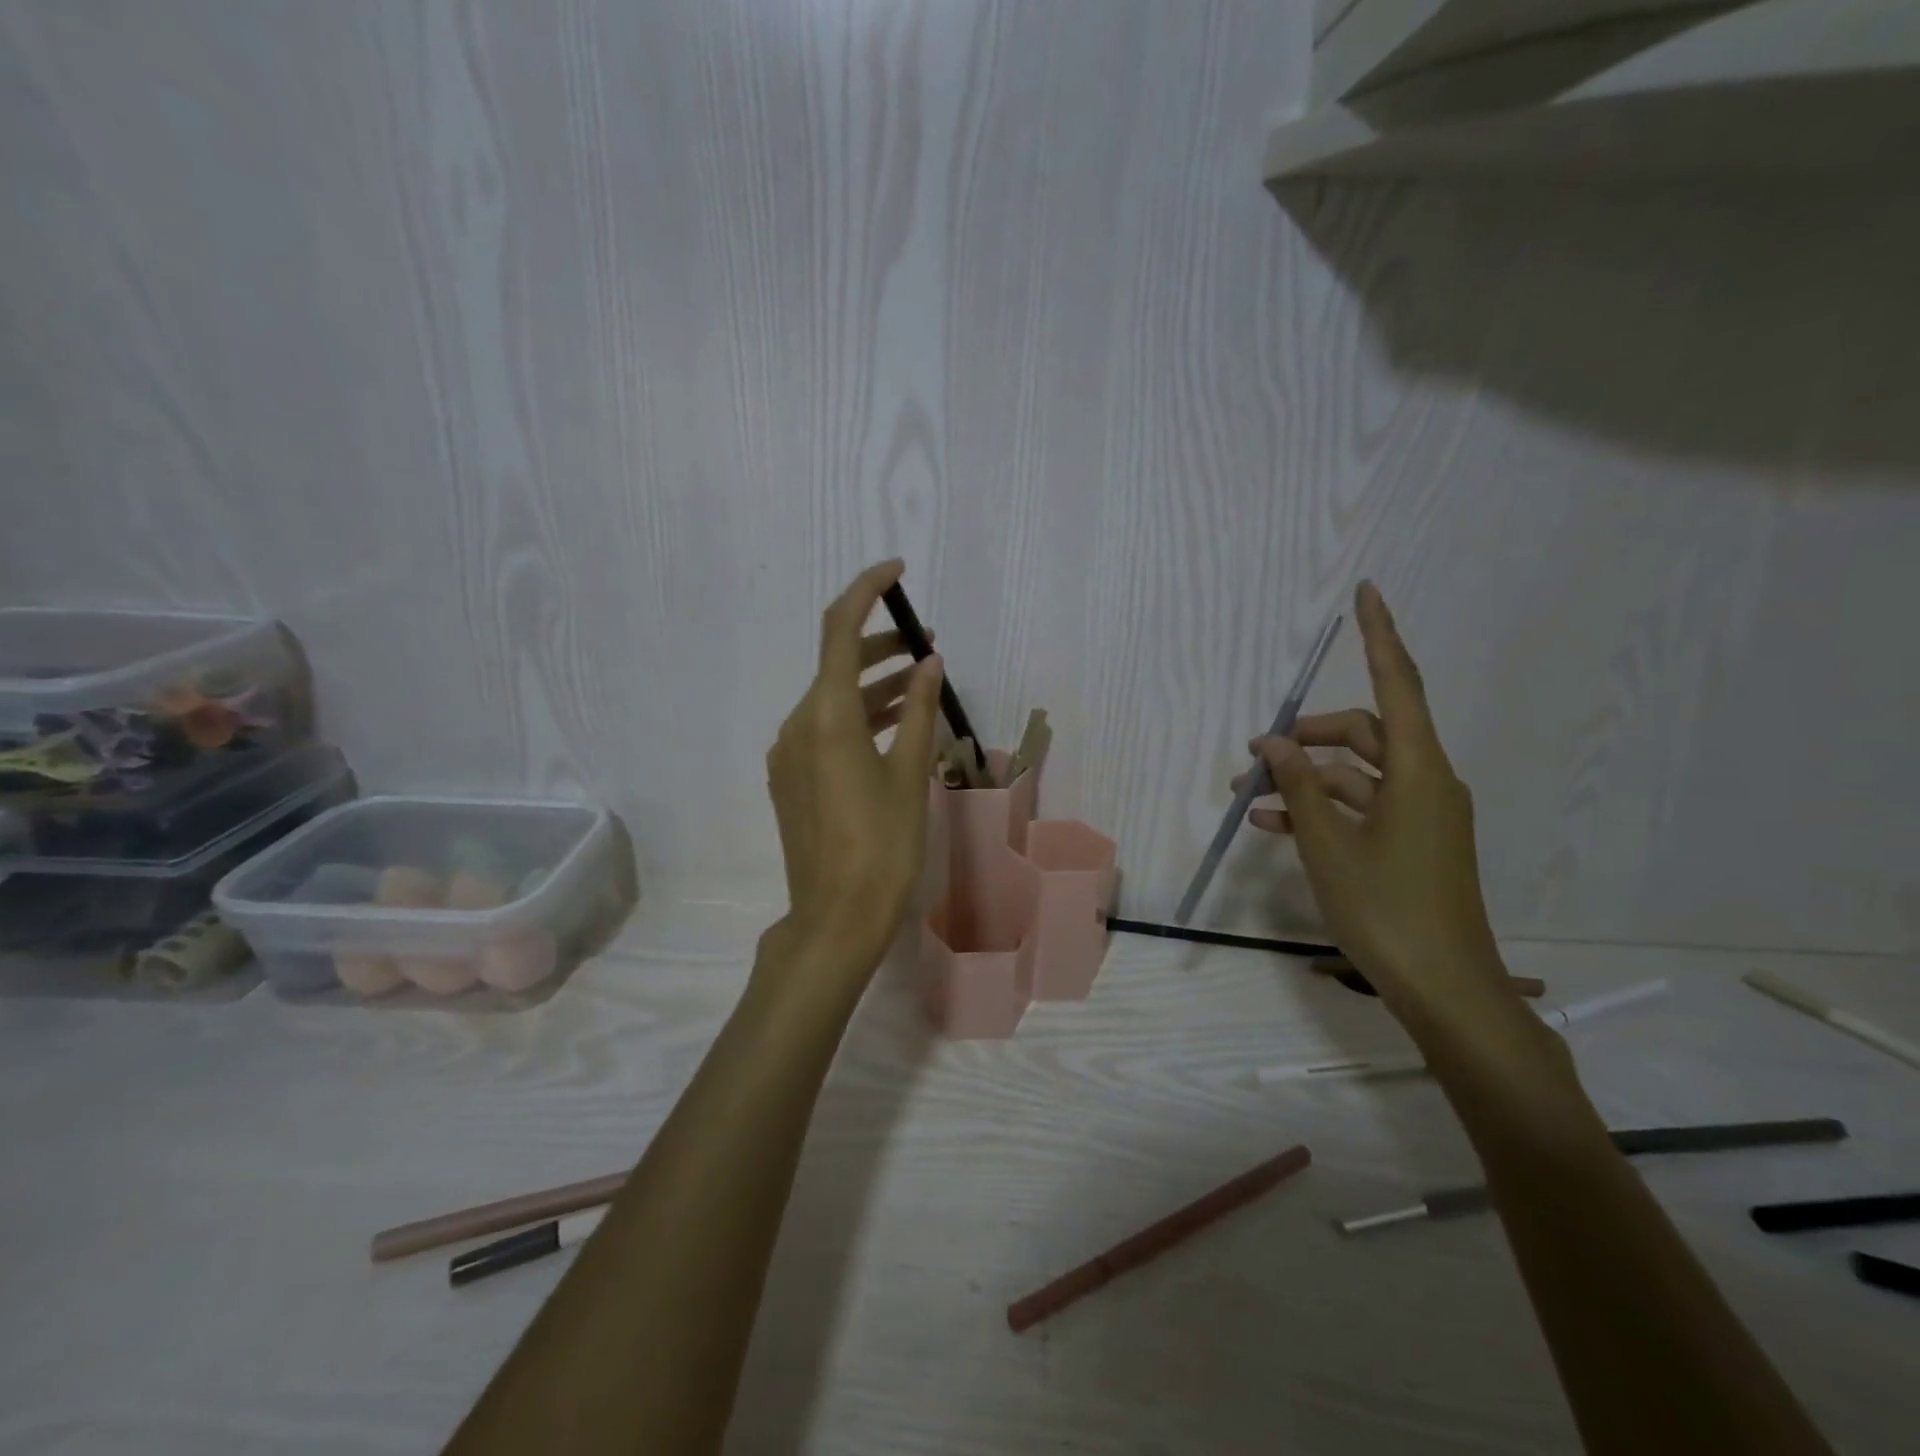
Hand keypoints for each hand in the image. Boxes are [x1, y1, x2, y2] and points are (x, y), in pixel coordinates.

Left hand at [764, 560, 944, 979]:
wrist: (835, 918)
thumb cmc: (883, 846)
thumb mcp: (909, 773)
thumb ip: (917, 710)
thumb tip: (929, 662)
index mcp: (826, 716)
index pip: (840, 629)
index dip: (866, 590)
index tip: (897, 571)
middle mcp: (797, 725)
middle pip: (836, 664)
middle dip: (879, 644)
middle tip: (926, 643)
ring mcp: (788, 754)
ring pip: (831, 700)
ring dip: (871, 684)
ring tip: (918, 682)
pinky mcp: (790, 780)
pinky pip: (823, 730)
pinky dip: (857, 717)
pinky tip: (891, 727)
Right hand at [1241, 582, 1512, 1037]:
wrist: (1444, 989)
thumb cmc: (1387, 910)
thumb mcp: (1328, 845)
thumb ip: (1298, 787)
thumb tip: (1273, 741)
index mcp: (1418, 771)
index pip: (1397, 684)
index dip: (1379, 635)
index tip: (1368, 592)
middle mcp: (1426, 782)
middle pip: (1364, 732)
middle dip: (1306, 737)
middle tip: (1252, 755)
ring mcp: (1421, 814)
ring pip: (1355, 774)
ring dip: (1303, 779)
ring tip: (1246, 796)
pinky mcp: (1412, 842)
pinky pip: (1360, 807)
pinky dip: (1320, 809)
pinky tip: (1272, 825)